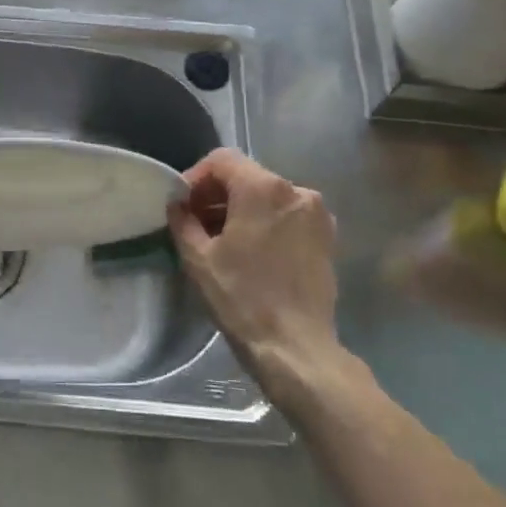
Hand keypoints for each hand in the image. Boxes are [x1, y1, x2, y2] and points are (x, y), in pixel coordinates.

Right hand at [168, 149, 344, 398]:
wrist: (295, 346)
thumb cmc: (242, 297)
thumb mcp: (198, 257)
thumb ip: (183, 219)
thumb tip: (178, 204)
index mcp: (263, 188)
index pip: (222, 160)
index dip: (196, 177)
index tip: (182, 205)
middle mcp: (296, 191)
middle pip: (247, 175)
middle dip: (218, 194)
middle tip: (195, 222)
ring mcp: (317, 214)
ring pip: (268, 196)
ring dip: (241, 209)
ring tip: (221, 239)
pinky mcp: (327, 237)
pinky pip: (287, 215)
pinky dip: (265, 223)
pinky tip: (250, 251)